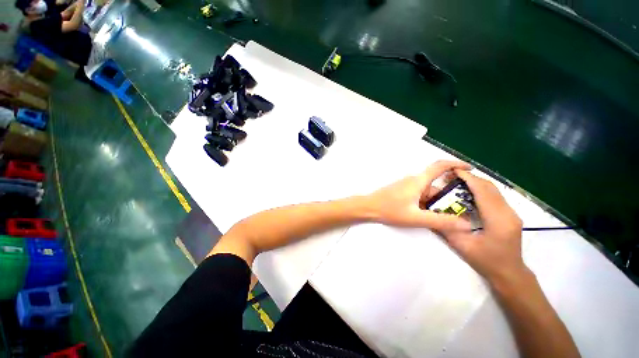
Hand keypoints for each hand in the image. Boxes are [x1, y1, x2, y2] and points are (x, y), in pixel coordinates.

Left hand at [365, 160, 472, 230]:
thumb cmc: (389, 210)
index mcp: (418, 181)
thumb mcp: (416, 218)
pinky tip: (428, 215)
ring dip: (437, 201)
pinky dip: (427, 203)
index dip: (456, 164)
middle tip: (461, 210)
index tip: (470, 169)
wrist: (368, 207)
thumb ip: (441, 221)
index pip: (440, 166)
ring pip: (428, 191)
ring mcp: (407, 186)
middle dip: (449, 196)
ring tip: (446, 217)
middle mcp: (414, 180)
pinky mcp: (402, 191)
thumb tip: (466, 224)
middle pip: (436, 184)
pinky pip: (419, 194)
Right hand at [442, 169, 526, 285]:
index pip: (483, 192)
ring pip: (494, 190)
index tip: (453, 171)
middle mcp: (508, 213)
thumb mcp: (462, 245)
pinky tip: (468, 192)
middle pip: (490, 188)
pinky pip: (495, 196)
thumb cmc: (486, 261)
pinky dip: (481, 190)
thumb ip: (446, 227)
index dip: (468, 179)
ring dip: (476, 183)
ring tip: (457, 181)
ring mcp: (511, 213)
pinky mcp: (510, 215)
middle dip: (470, 178)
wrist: (510, 273)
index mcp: (498, 220)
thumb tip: (432, 212)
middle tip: (451, 176)